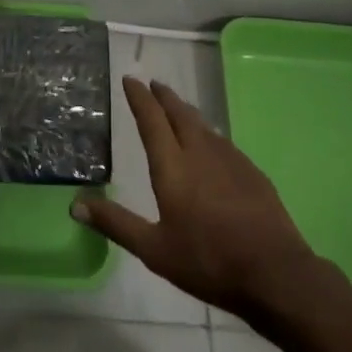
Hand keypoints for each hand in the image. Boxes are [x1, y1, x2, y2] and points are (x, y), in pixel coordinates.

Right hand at [74, 78, 340, 323]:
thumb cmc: (208, 260)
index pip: (151, 120)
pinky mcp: (252, 173)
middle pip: (179, 113)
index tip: (130, 79)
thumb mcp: (154, 249)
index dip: (139, 98)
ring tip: (177, 107)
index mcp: (172, 166)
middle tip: (153, 84)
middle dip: (164, 97)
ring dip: (186, 111)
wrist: (275, 272)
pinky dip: (208, 133)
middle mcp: (200, 152)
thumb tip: (75, 204)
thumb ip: (116, 224)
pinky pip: (223, 141)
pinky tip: (212, 144)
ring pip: (203, 125)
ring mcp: (230, 160)